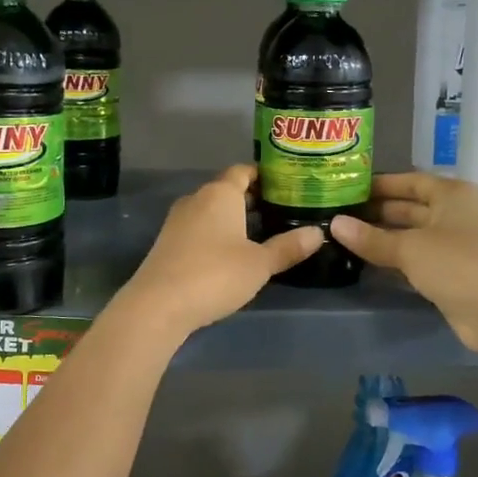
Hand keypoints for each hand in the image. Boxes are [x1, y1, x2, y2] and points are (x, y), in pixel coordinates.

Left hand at [117, 166, 322, 336]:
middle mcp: (197, 199)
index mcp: (220, 193)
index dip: (265, 176)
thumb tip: (318, 233)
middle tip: (281, 211)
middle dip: (252, 199)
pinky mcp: (168, 243)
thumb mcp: (259, 264)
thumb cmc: (215, 274)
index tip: (287, 185)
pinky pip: (199, 228)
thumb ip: (288, 247)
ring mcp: (178, 220)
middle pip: (228, 190)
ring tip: (261, 232)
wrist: (158, 305)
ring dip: (233, 218)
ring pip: (212, 210)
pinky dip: (216, 233)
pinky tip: (231, 253)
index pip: (243, 171)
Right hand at [330, 173, 477, 353]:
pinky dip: (395, 257)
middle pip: (410, 207)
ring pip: (413, 234)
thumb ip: (371, 238)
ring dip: (383, 236)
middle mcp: (456, 213)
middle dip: (377, 211)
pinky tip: (368, 261)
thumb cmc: (457, 265)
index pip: (410, 180)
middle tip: (339, 214)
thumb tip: (334, 224)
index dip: (380, 184)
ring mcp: (456, 243)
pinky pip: (418, 257)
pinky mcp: (453, 271)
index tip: (348, 188)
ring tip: (346, 237)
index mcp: (452, 194)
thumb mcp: (409, 248)